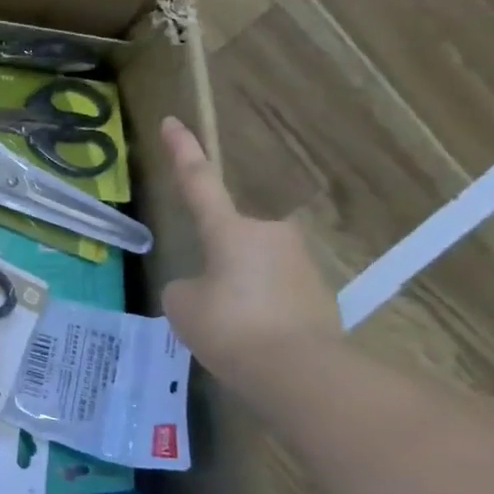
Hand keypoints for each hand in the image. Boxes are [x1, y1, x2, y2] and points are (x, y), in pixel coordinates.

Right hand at [158, 118, 340, 383]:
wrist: (298, 371)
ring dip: (238, 291)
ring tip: (230, 332)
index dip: (182, 152)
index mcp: (229, 230)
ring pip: (252, 269)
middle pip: (230, 240)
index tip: (173, 121)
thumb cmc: (229, 326)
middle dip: (217, 264)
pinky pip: (273, 293)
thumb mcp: (182, 304)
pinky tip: (254, 341)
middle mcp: (269, 234)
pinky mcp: (321, 292)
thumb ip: (186, 286)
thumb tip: (205, 287)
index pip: (198, 182)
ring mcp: (301, 263)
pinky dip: (259, 310)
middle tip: (207, 304)